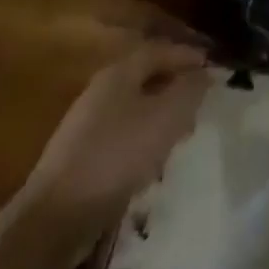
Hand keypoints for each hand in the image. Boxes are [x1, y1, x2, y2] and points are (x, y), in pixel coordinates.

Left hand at [22, 41, 210, 223]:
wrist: (55, 218)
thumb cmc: (117, 155)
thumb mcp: (166, 117)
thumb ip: (190, 90)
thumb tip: (204, 73)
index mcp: (119, 73)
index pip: (159, 50)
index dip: (187, 54)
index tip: (213, 66)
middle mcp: (100, 92)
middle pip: (145, 78)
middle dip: (175, 86)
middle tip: (200, 100)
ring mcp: (86, 126)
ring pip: (134, 108)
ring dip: (160, 115)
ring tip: (182, 132)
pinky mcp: (80, 159)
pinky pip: (122, 136)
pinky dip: (143, 139)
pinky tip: (153, 161)